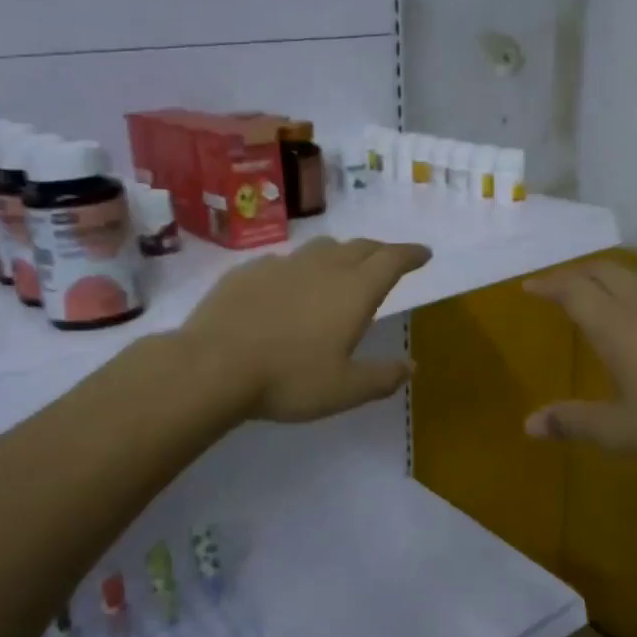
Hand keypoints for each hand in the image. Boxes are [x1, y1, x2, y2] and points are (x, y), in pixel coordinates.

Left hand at [180, 236, 431, 421]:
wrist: (212, 366)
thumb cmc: (289, 379)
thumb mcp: (345, 389)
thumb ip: (382, 377)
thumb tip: (411, 366)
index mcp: (353, 291)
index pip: (391, 260)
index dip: (411, 254)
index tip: (423, 254)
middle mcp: (322, 267)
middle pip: (359, 247)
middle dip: (380, 250)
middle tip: (389, 259)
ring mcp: (282, 265)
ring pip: (321, 248)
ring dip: (340, 253)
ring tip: (342, 266)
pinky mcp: (247, 271)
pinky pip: (284, 261)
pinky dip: (299, 267)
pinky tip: (289, 285)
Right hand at [523, 261, 636, 459]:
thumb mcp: (621, 431)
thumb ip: (574, 423)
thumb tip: (528, 424)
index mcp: (615, 326)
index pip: (573, 291)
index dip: (548, 285)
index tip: (529, 287)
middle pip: (603, 272)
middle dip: (576, 274)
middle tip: (560, 286)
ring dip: (611, 277)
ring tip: (602, 291)